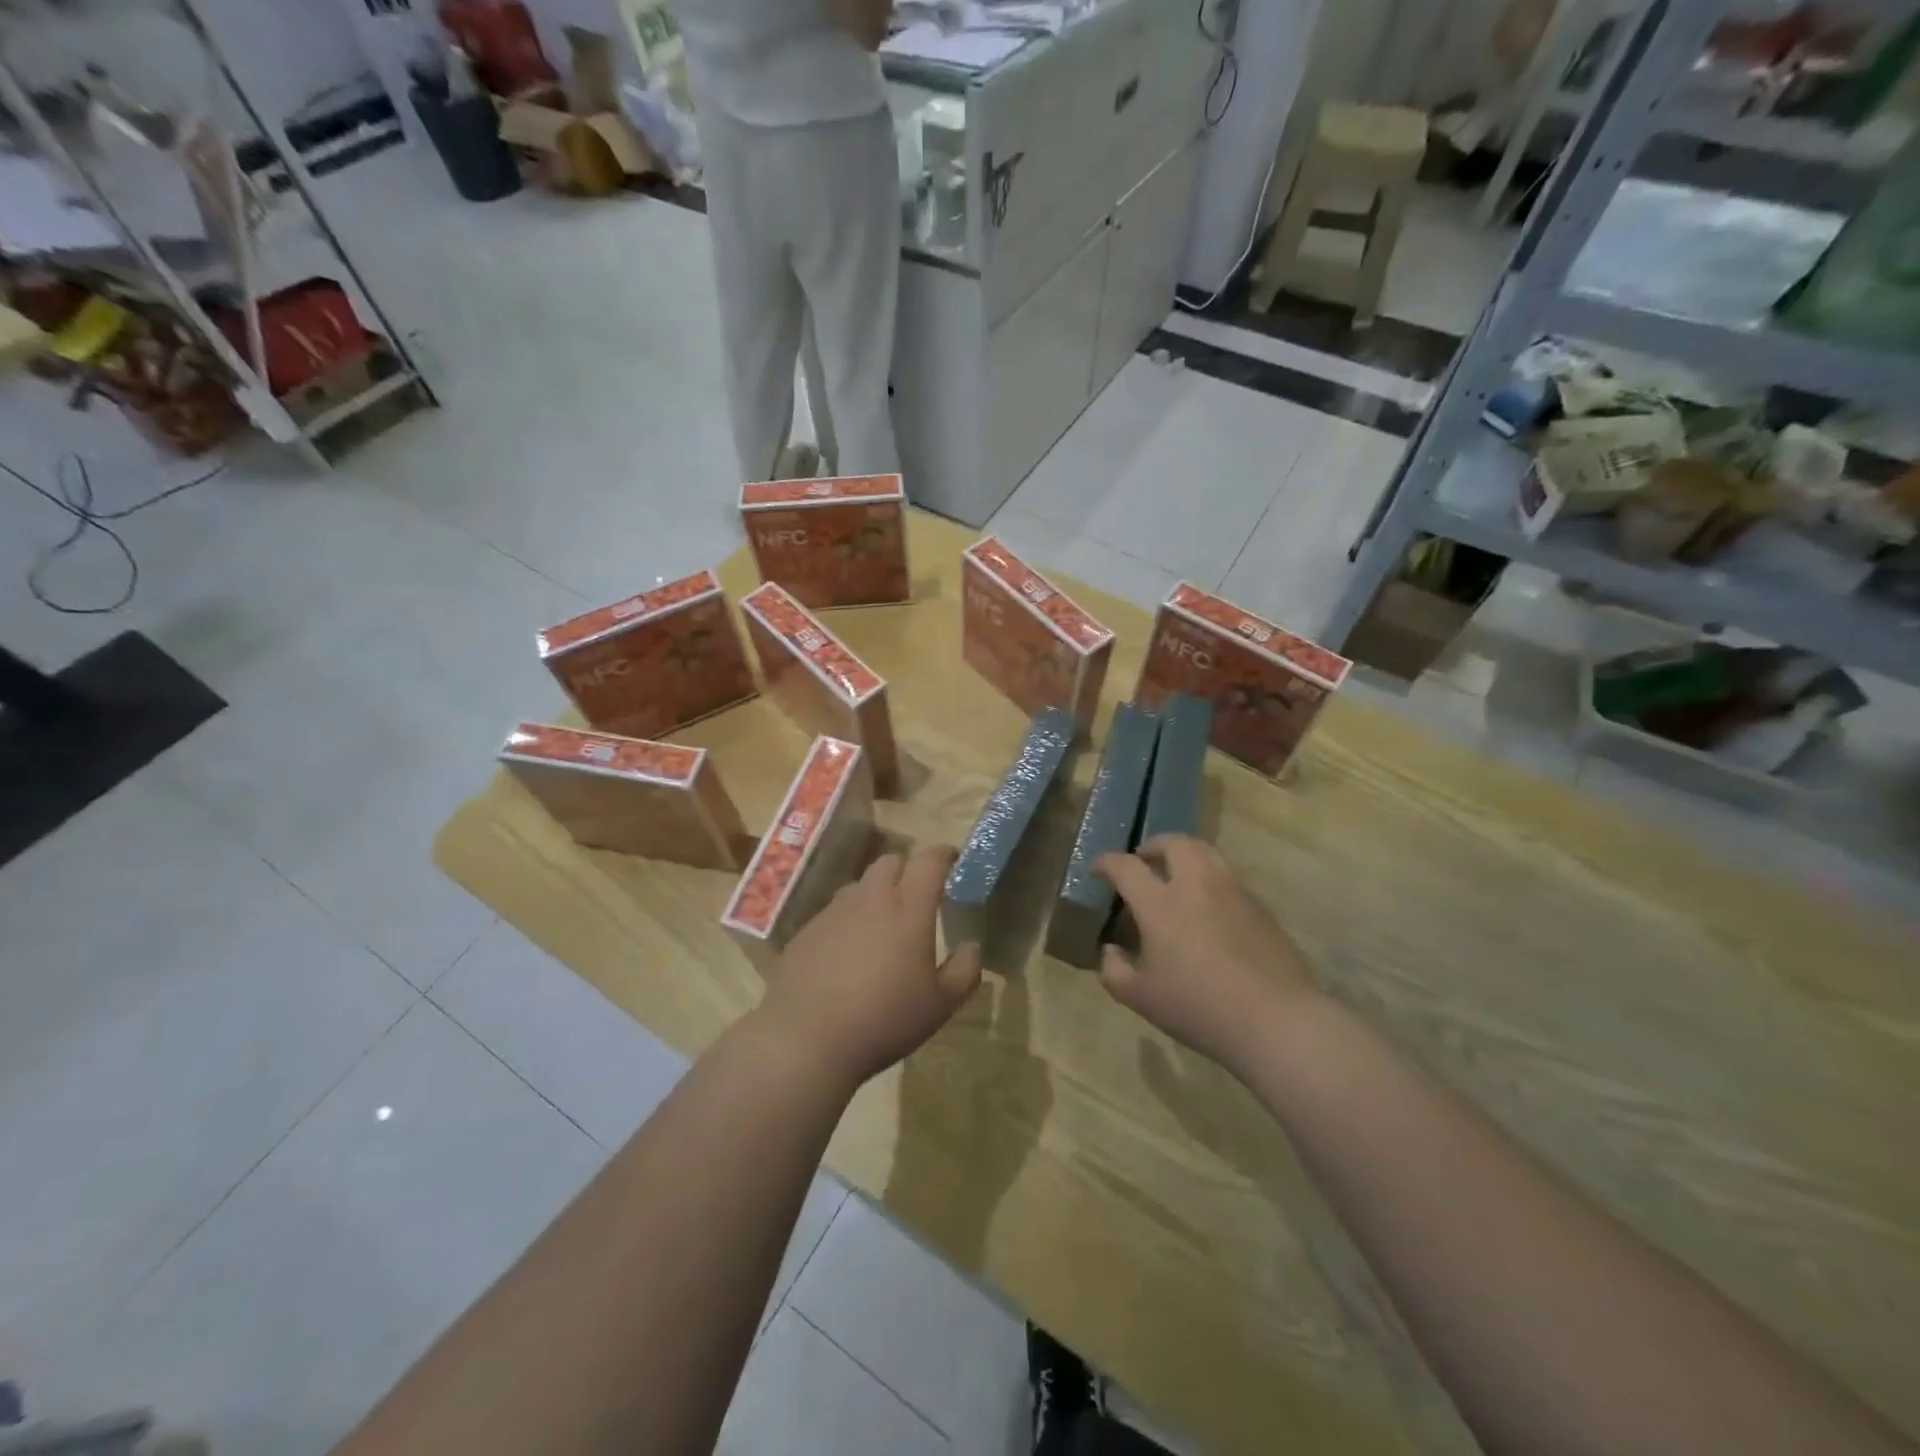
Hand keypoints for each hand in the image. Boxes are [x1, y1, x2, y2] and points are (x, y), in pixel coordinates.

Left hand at [756, 846, 981, 1090]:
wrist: (806, 1040)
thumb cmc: (885, 1020)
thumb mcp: (941, 1004)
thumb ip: (964, 969)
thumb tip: (970, 945)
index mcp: (908, 908)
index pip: (930, 861)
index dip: (944, 855)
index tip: (954, 861)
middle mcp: (870, 898)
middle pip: (890, 862)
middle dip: (907, 870)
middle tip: (917, 897)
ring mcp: (833, 912)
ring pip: (859, 886)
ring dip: (875, 895)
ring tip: (881, 927)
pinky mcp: (806, 931)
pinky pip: (833, 913)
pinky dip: (847, 922)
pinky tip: (846, 956)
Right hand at [1094, 835, 1320, 1075]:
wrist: (1278, 1021)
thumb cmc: (1200, 1008)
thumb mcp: (1141, 998)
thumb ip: (1114, 970)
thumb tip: (1110, 951)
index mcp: (1161, 904)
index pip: (1126, 867)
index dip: (1107, 863)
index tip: (1099, 869)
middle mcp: (1197, 886)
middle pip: (1175, 843)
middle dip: (1154, 845)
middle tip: (1144, 861)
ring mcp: (1234, 893)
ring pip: (1207, 854)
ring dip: (1185, 857)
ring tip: (1177, 880)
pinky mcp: (1261, 908)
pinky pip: (1228, 880)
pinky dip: (1210, 882)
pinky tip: (1208, 913)